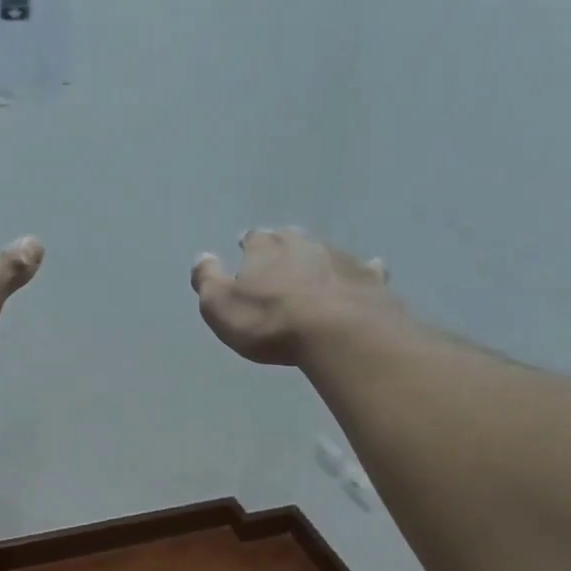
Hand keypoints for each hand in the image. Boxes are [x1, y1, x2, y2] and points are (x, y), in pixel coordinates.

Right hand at [190, 228, 391, 364]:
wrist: (338, 332)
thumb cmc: (270, 323)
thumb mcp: (221, 306)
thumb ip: (207, 280)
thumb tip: (201, 256)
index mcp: (264, 249)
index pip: (253, 239)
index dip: (248, 245)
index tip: (245, 249)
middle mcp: (302, 244)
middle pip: (289, 238)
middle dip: (283, 247)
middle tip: (279, 260)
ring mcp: (339, 257)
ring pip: (325, 251)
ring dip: (317, 260)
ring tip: (314, 273)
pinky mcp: (369, 277)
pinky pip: (364, 269)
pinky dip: (361, 271)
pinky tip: (365, 273)